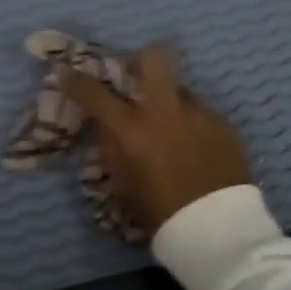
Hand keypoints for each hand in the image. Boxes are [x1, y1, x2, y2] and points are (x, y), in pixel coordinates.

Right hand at [57, 46, 249, 236]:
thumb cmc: (160, 212)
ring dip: (170, 101)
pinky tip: (195, 147)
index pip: (95, 94)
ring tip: (172, 128)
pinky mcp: (224, 124)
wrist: (218, 231)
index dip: (75, 80)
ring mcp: (199, 113)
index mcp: (133, 130)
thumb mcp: (122, 183)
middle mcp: (166, 112)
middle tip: (137, 74)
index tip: (66, 72)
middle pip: (155, 58)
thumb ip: (111, 146)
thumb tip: (107, 124)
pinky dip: (191, 124)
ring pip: (180, 89)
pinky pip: (201, 113)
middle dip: (142, 58)